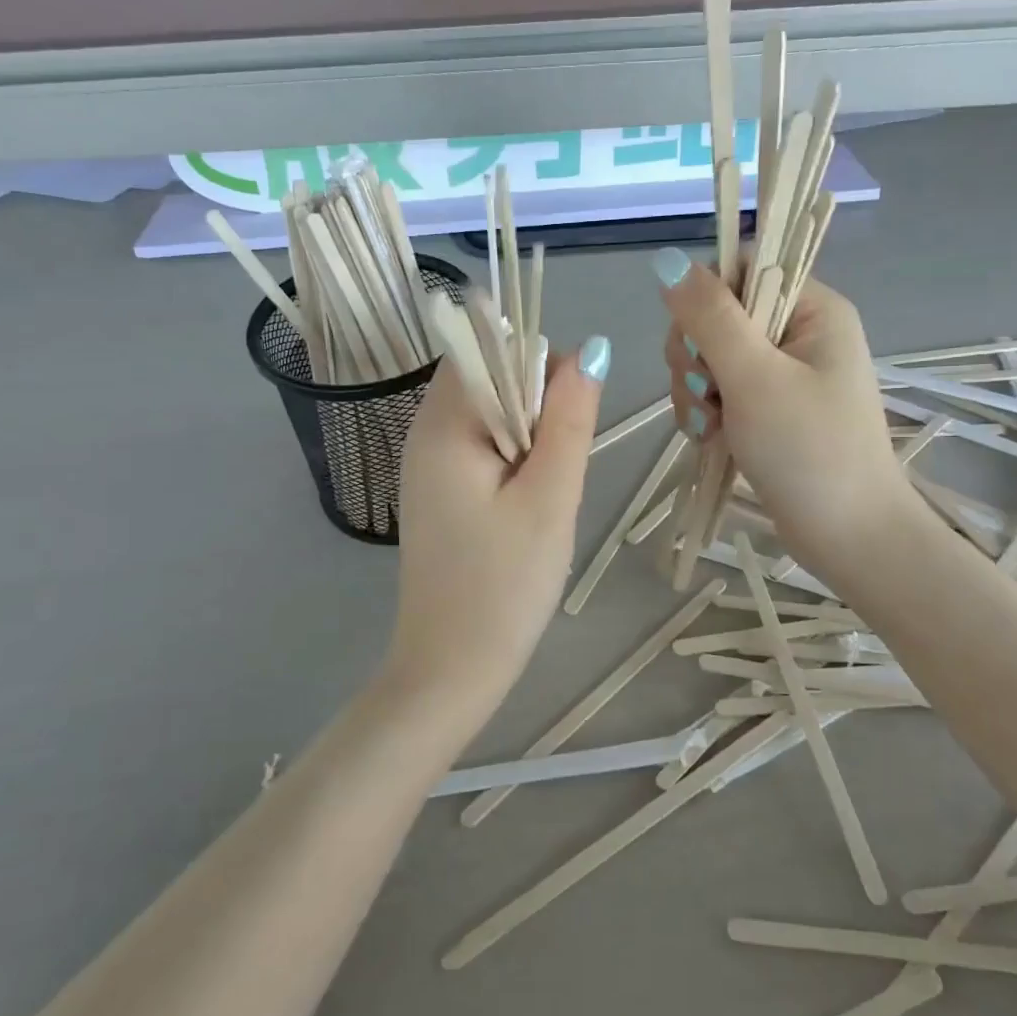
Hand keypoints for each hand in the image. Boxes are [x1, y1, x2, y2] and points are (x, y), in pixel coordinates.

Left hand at [387, 338, 608, 712]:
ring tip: (545, 496)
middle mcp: (425, 432)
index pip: (491, 347)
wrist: (452, 668)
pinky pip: (484, 450)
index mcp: (443, 424)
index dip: (539, 368)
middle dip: (538, 407)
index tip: (566, 424)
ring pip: (493, 415)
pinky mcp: (440, 492)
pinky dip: (515, 464)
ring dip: (531, 440)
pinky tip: (528, 510)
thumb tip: (590, 349)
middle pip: (492, 377)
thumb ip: (570, 419)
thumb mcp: (550, 498)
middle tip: (555, 473)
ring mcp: (429, 465)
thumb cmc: (504, 585)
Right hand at [653, 250, 915, 577]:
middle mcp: (800, 333)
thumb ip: (710, 317)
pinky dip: (706, 412)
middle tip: (706, 393)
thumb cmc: (808, 451)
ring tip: (709, 426)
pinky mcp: (769, 410)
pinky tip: (708, 438)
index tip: (696, 341)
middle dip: (697, 354)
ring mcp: (784, 374)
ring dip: (696, 389)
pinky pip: (720, 391)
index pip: (745, 267)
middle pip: (719, 314)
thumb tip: (666, 260)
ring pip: (712, 357)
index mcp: (813, 309)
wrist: (847, 536)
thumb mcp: (754, 378)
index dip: (708, 296)